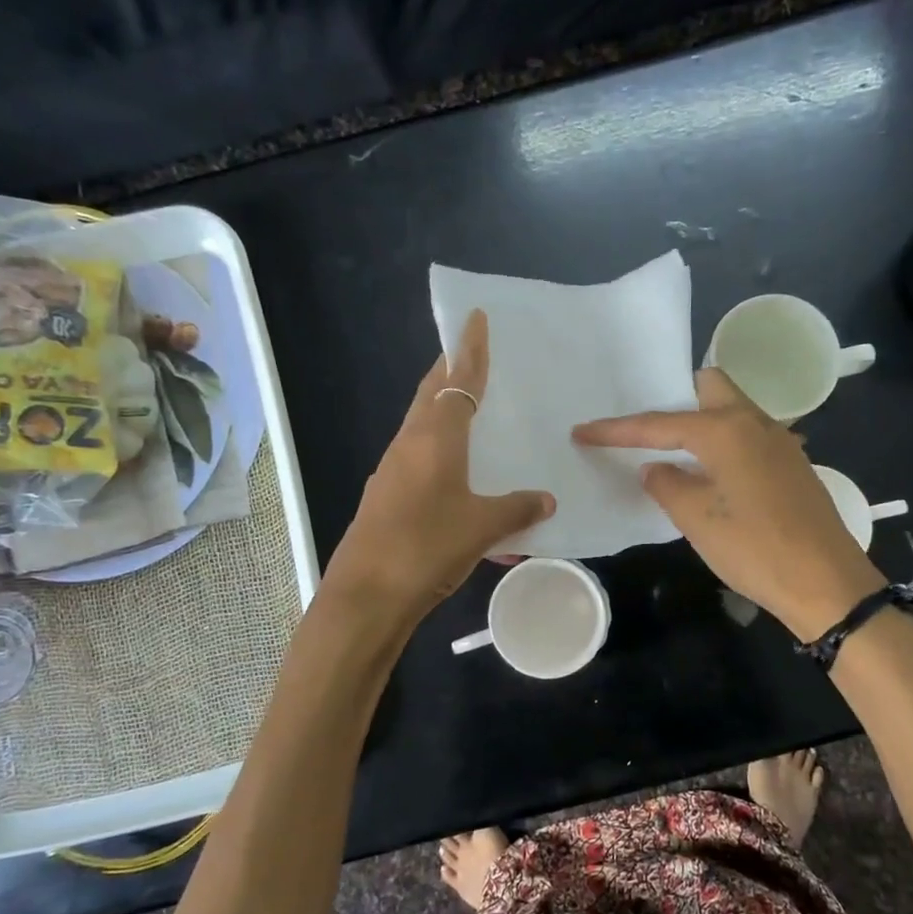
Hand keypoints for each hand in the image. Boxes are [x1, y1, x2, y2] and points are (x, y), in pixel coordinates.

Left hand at [323, 310, 554, 618]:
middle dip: (449, 370)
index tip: (475, 317)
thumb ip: (517, 510)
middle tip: (472, 355)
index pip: (456, 381)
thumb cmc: (427, 547)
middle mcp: (409, 444)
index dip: (469, 349)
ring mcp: (392, 470)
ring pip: (420, 425)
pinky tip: (454, 470)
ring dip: (441, 408)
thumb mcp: (482, 528)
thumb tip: (546, 500)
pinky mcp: (385, 495)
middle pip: (430, 394)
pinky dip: (437, 447)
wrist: (366, 596)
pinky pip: (416, 456)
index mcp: (434, 439)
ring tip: (468, 407)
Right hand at [572, 368, 882, 640]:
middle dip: (674, 397)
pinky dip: (721, 442)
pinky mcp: (792, 465)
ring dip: (700, 421)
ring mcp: (780, 442)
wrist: (827, 582)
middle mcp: (756, 422)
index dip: (617, 430)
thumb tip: (655, 468)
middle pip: (709, 387)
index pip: (660, 422)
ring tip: (671, 449)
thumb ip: (667, 485)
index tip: (582, 431)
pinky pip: (748, 435)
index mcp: (726, 430)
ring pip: (732, 410)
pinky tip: (709, 473)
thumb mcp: (697, 520)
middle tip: (646, 428)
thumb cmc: (754, 548)